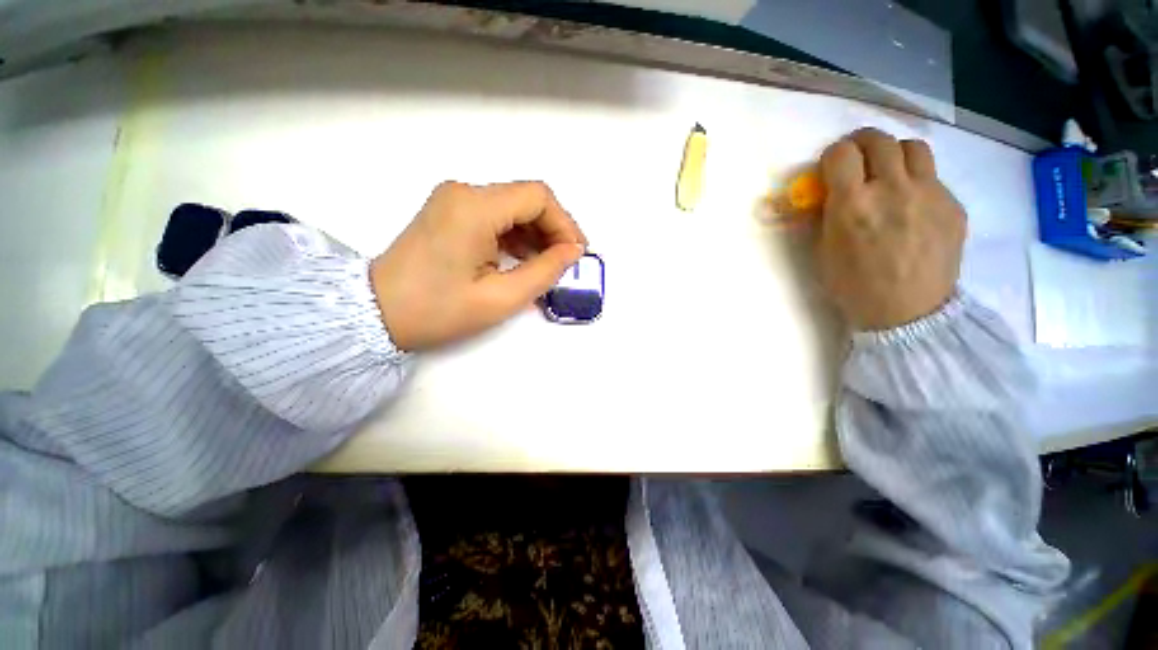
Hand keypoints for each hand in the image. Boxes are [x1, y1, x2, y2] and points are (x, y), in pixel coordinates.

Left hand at [370, 181, 586, 350]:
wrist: (375, 313)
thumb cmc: (438, 310)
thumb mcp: (501, 298)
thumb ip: (545, 271)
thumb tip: (573, 252)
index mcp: (474, 207)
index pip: (538, 197)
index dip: (565, 224)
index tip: (576, 254)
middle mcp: (463, 192)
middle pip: (526, 198)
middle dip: (553, 229)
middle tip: (566, 263)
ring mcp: (453, 200)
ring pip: (512, 207)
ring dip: (536, 233)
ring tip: (547, 265)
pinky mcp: (449, 212)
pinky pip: (495, 216)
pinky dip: (516, 235)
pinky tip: (522, 259)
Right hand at [816, 128, 965, 330]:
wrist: (908, 312)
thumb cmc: (853, 286)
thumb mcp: (824, 252)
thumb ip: (825, 215)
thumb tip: (826, 193)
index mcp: (853, 205)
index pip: (841, 153)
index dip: (832, 156)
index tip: (830, 167)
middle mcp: (892, 189)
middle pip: (878, 140)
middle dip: (861, 143)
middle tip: (856, 158)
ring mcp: (929, 194)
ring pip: (913, 146)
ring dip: (894, 153)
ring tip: (888, 172)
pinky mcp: (952, 204)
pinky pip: (933, 177)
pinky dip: (916, 180)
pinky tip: (911, 205)